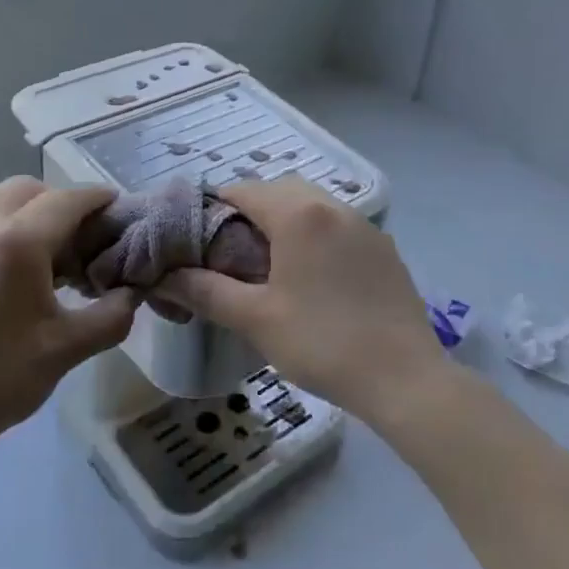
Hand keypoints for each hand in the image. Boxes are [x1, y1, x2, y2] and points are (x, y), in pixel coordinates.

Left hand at [0, 177, 138, 468]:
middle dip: (57, 202)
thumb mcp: (65, 351)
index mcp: (15, 241)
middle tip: (74, 240)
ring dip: (20, 210)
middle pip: (26, 189)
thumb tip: (130, 295)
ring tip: (32, 253)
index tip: (115, 206)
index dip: (96, 199)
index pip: (67, 200)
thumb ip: (110, 317)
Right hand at [157, 176, 439, 416]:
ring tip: (268, 264)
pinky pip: (338, 226)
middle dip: (250, 211)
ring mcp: (364, 226)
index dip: (213, 208)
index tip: (197, 239)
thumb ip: (206, 290)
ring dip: (285, 221)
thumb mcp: (255, 318)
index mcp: (299, 214)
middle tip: (230, 252)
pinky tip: (312, 277)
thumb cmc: (322, 343)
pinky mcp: (384, 248)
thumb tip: (164, 276)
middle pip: (280, 190)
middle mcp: (334, 206)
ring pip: (313, 205)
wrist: (404, 378)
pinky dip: (315, 235)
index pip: (243, 190)